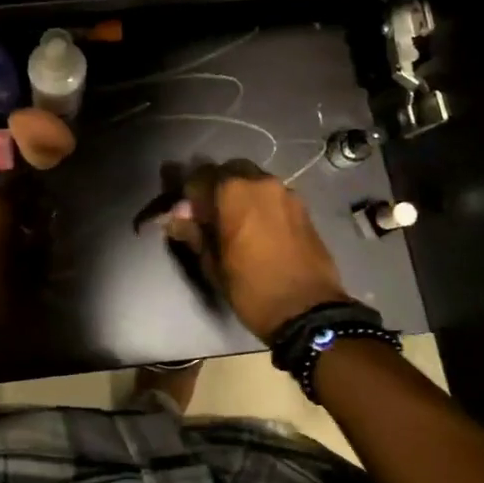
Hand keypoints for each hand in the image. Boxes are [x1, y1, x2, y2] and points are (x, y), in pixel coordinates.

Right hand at [163, 159, 352, 341]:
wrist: (308, 310)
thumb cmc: (251, 288)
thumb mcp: (212, 264)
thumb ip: (193, 232)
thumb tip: (175, 217)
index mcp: (232, 191)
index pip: (198, 176)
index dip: (188, 195)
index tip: (185, 215)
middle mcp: (261, 182)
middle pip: (229, 171)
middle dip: (216, 188)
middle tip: (210, 216)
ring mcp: (286, 192)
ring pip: (254, 182)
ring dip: (241, 195)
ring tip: (237, 224)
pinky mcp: (304, 208)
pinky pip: (274, 196)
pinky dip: (262, 205)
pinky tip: (260, 230)